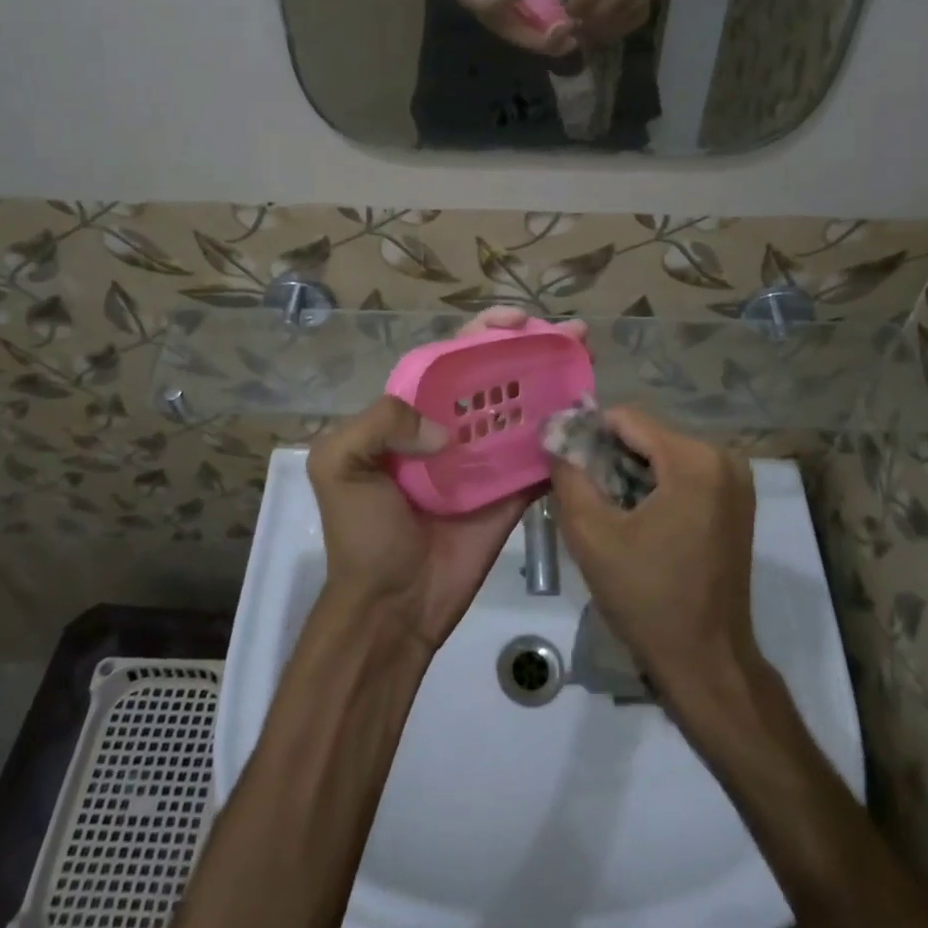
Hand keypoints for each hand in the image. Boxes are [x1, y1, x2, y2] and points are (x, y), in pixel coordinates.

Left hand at [306, 307, 588, 652]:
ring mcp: (486, 461)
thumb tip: (445, 430)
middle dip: (532, 349)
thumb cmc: (363, 533)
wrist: (391, 607)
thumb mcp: (338, 464)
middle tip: (571, 335)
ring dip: (555, 383)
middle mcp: (453, 427)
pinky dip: (562, 438)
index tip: (518, 320)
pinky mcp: (511, 493)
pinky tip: (589, 416)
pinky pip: (540, 459)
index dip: (484, 332)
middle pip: (498, 376)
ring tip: (588, 361)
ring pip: (524, 410)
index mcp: (413, 413)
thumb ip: (378, 422)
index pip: (453, 357)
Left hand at [548, 0, 655, 45]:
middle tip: (569, 27)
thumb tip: (553, 5)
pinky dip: (603, 35)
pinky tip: (595, 29)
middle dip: (581, 23)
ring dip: (591, 32)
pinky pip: (619, 32)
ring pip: (609, 27)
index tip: (561, 15)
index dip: (571, 9)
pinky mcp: (644, 14)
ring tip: (580, 29)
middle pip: (600, 14)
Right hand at [550, 408, 760, 705]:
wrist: (707, 662)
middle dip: (609, 456)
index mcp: (694, 460)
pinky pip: (683, 473)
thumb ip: (568, 475)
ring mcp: (735, 479)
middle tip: (580, 490)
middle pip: (647, 435)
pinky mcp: (736, 501)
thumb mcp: (592, 535)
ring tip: (604, 507)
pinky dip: (653, 485)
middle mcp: (723, 458)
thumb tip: (554, 437)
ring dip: (629, 472)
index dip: (588, 434)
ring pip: (663, 453)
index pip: (627, 419)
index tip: (561, 460)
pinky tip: (633, 517)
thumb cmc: (648, 599)